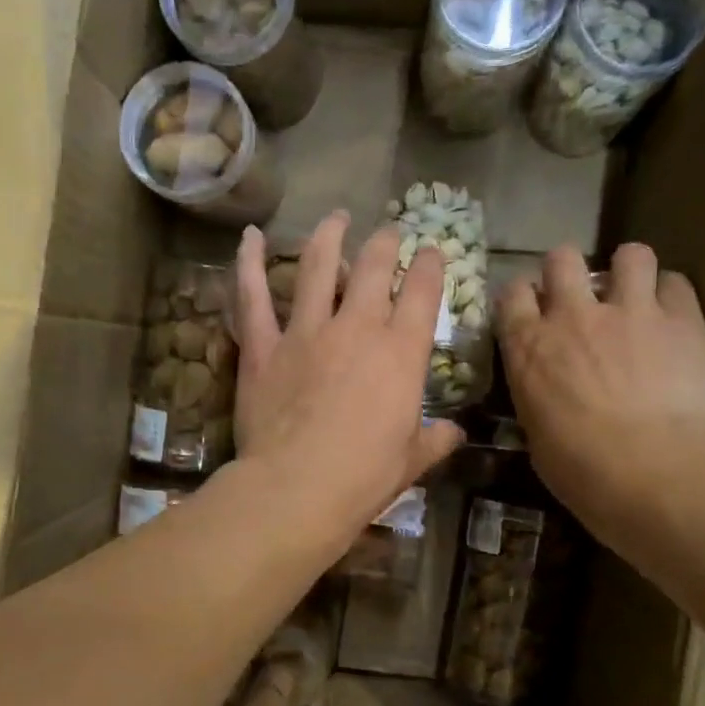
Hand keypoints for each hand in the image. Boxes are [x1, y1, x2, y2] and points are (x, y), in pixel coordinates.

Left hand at [232, 211, 463, 538]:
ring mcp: (306, 332)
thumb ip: (434, 440)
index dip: (430, 265)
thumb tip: (455, 434)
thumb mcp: (411, 461)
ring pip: (317, 266)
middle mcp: (356, 328)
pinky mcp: (263, 346)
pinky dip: (249, 264)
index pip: (422, 293)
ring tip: (336, 217)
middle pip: (373, 267)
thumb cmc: (363, 478)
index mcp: (401, 353)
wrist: (297, 488)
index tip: (431, 250)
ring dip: (328, 236)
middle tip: (388, 232)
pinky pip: (253, 297)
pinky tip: (250, 237)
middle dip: (385, 243)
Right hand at [497, 242, 704, 530]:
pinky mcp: (681, 319)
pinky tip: (672, 317)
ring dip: (628, 270)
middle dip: (569, 271)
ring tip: (635, 294)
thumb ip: (539, 395)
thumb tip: (548, 395)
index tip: (534, 311)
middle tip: (582, 297)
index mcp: (528, 346)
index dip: (524, 297)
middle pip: (562, 258)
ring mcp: (630, 310)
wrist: (649, 467)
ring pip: (629, 255)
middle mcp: (573, 315)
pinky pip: (676, 283)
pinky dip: (671, 295)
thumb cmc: (578, 467)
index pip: (513, 294)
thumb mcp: (536, 431)